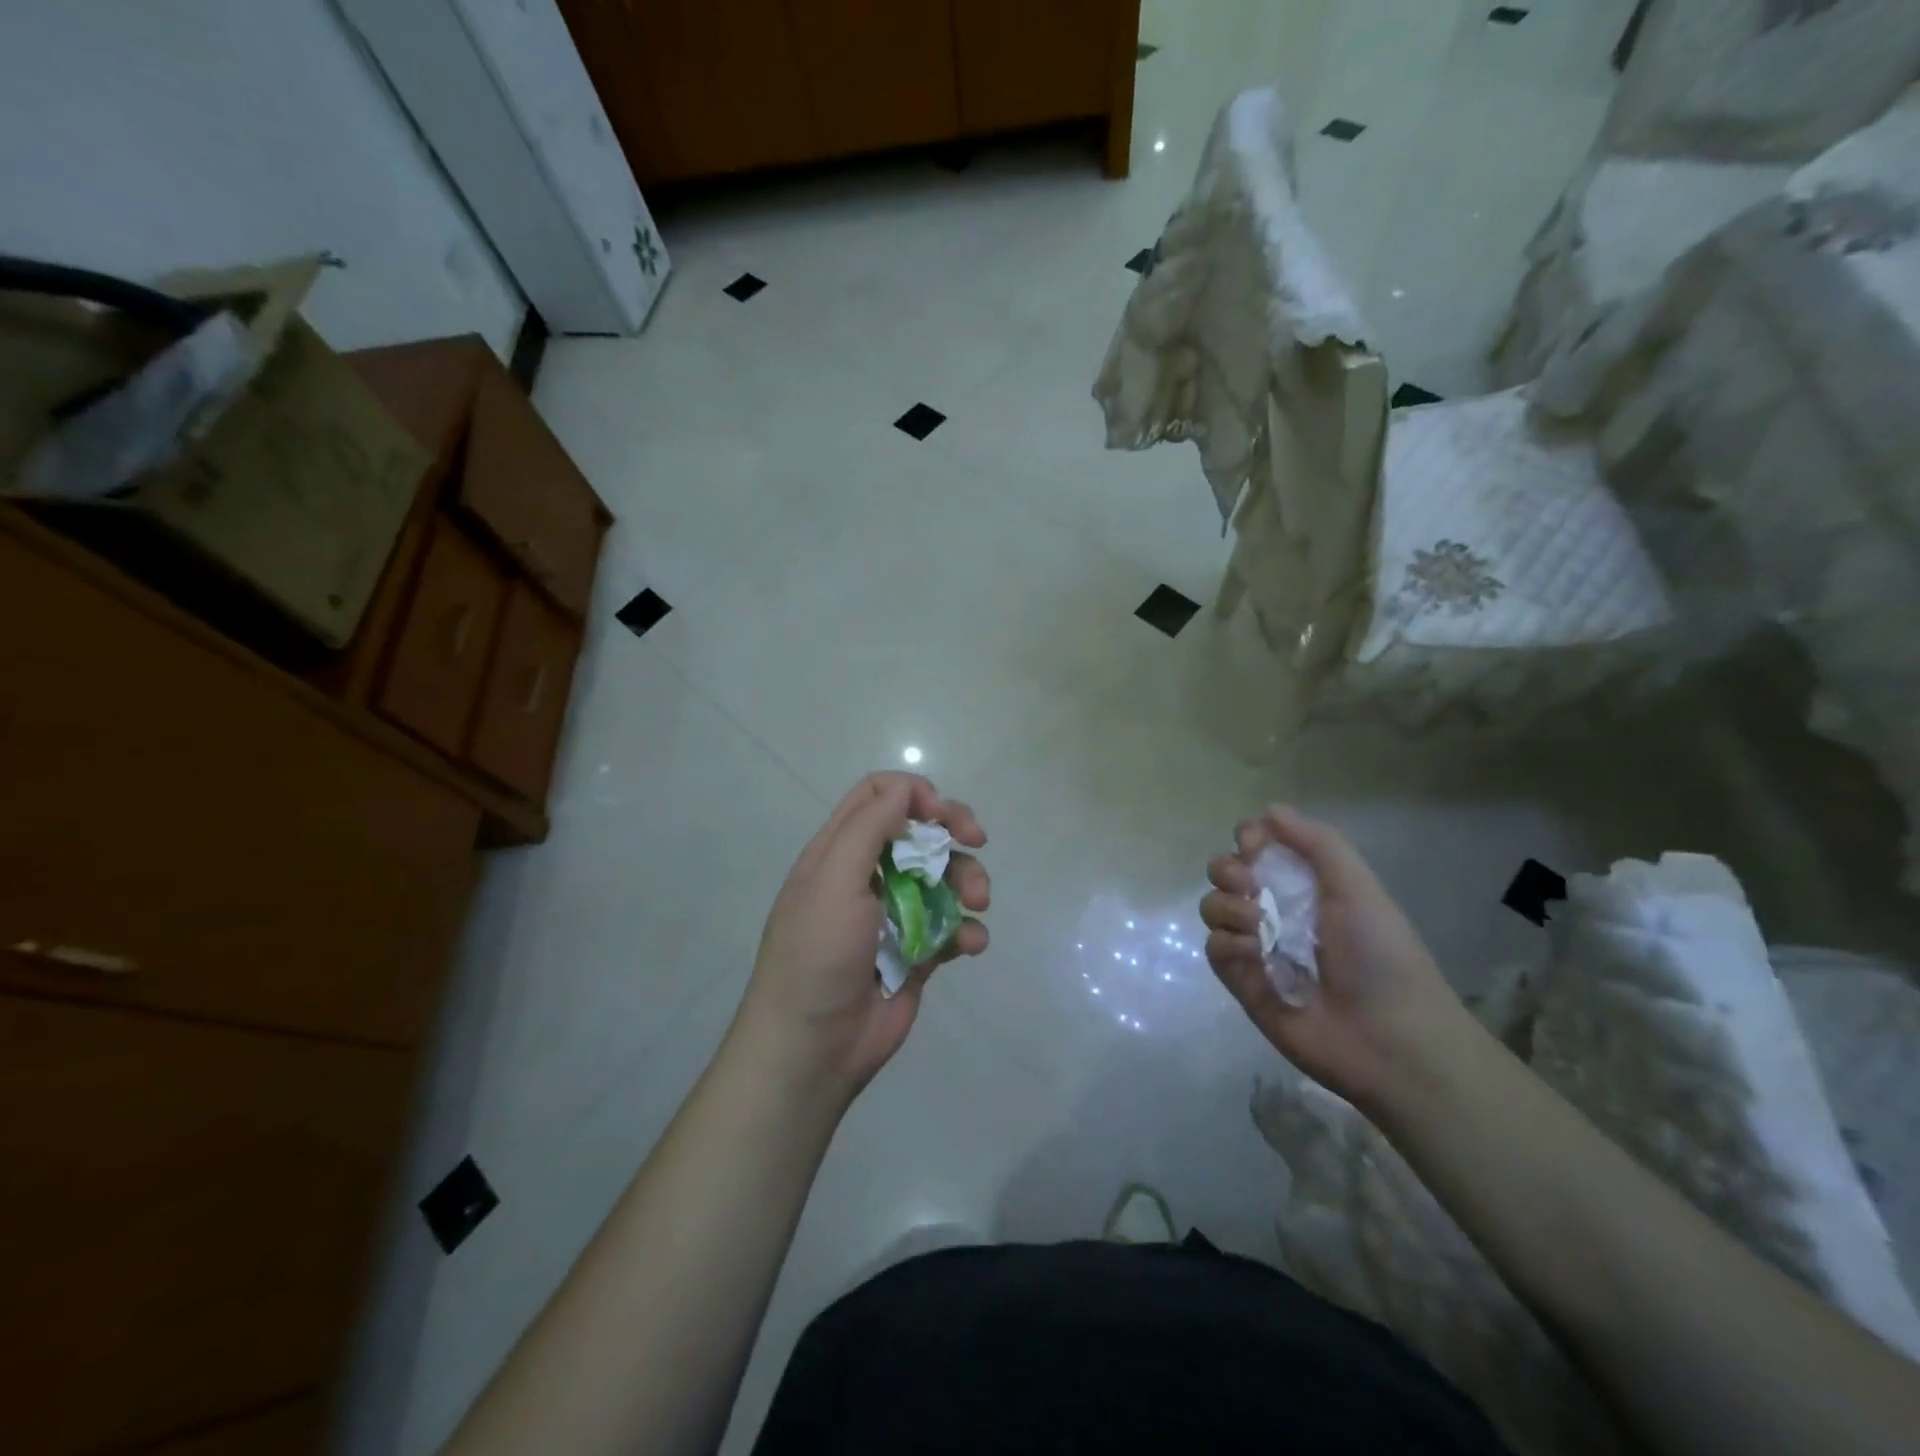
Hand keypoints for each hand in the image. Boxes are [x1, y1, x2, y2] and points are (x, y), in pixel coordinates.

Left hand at [735, 773, 988, 1102]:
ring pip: (943, 877)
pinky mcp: (916, 952)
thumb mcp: (833, 880)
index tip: (940, 815)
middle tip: (977, 839)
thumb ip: (868, 827)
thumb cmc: (817, 955)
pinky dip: (967, 930)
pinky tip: (971, 944)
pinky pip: (951, 927)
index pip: (878, 796)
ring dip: (967, 880)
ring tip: (977, 903)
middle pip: (918, 831)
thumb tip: (906, 788)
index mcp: (838, 852)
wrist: (813, 1048)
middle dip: (952, 829)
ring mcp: (893, 915)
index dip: (913, 793)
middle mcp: (867, 876)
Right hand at [1200, 807, 1470, 1110]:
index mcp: (1305, 885)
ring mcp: (1256, 947)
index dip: (1249, 839)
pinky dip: (1230, 946)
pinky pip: (1215, 949)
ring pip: (1213, 907)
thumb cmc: (1380, 955)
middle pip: (1225, 873)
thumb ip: (1316, 843)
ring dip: (1228, 907)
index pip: (1258, 847)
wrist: (1389, 1039)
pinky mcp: (1242, 982)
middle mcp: (1275, 910)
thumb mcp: (1358, 887)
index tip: (1254, 845)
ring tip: (1259, 927)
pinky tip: (1257, 956)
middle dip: (1228, 870)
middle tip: (1250, 885)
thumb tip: (1268, 810)